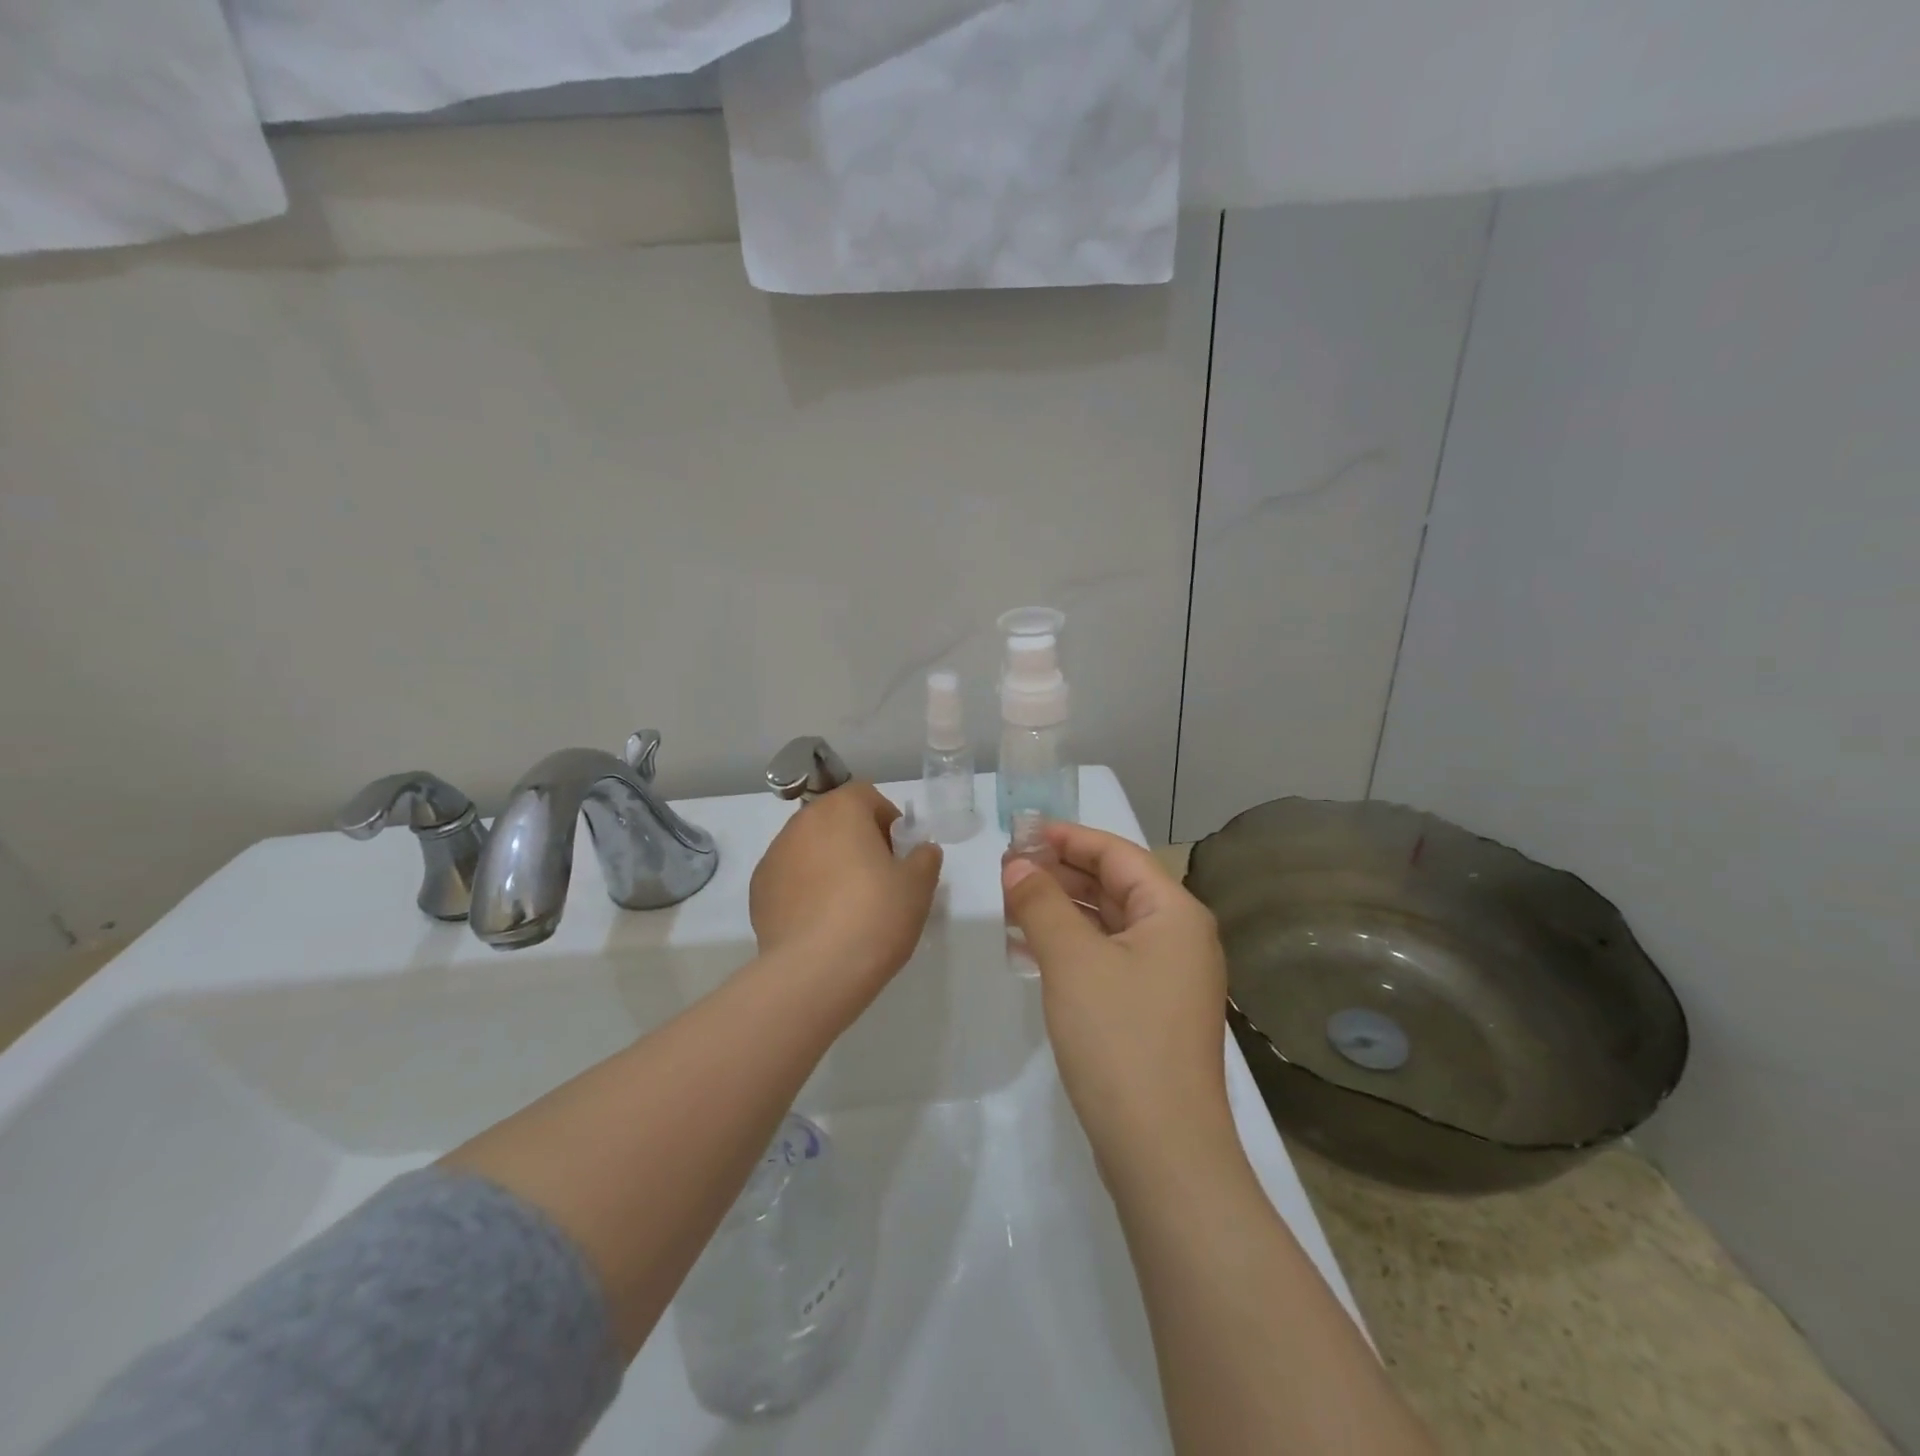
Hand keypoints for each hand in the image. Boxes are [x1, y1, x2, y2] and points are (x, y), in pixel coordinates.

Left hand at [751, 782, 942, 1005]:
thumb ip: (924, 859)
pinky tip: (820, 923)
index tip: (898, 854)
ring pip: (809, 848)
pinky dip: (805, 890)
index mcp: (840, 810)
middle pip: (834, 820)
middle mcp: (801, 823)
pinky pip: (790, 879)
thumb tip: (921, 851)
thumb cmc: (875, 915)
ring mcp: (774, 856)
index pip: (866, 796)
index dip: (886, 820)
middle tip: (877, 879)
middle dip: (855, 841)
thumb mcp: (918, 886)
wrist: (815, 972)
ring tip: (847, 906)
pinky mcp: (758, 891)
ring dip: (828, 864)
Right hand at [1003, 825, 1231, 1164]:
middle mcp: (1178, 937)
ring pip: (1109, 923)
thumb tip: (1017, 865)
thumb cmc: (1119, 1038)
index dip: (1069, 837)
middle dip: (1062, 872)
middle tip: (1009, 866)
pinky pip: (1108, 957)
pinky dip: (1072, 945)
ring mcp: (1168, 976)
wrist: (1163, 1150)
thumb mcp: (1072, 960)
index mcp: (1173, 912)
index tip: (1022, 830)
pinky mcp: (1152, 1009)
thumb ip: (1041, 903)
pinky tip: (1032, 948)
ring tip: (1012, 901)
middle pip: (1115, 885)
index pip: (1117, 853)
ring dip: (1063, 909)